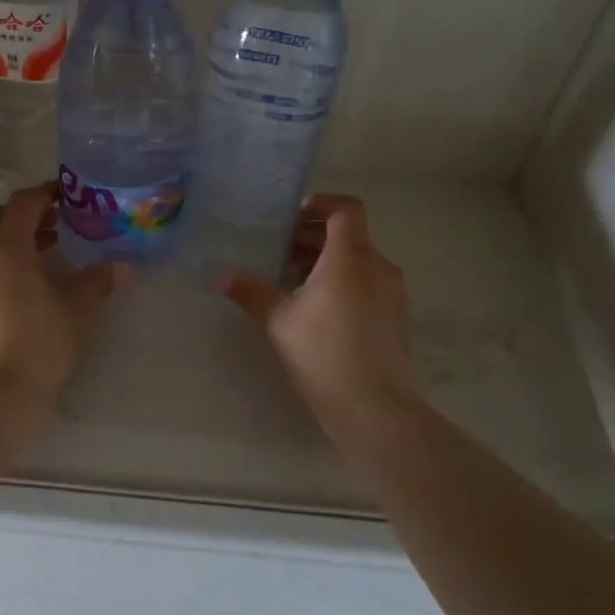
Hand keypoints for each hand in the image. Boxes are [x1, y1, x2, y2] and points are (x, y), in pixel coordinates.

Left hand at [0, 184, 128, 401]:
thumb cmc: (40, 344)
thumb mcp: (77, 310)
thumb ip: (97, 281)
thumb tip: (121, 266)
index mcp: (5, 246)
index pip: (23, 203)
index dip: (45, 194)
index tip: (64, 196)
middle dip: (23, 217)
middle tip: (53, 228)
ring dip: (6, 243)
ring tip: (36, 262)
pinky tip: (13, 294)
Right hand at [220, 193, 419, 430]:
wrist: (376, 409)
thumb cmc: (324, 353)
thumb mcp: (279, 320)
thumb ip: (251, 291)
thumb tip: (220, 275)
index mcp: (351, 257)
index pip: (345, 208)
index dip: (319, 204)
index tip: (289, 219)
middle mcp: (377, 266)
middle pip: (348, 234)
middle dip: (312, 237)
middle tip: (277, 251)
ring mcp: (391, 293)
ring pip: (357, 260)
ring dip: (324, 261)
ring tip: (290, 281)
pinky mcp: (395, 318)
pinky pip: (366, 283)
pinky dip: (341, 282)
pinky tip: (314, 310)